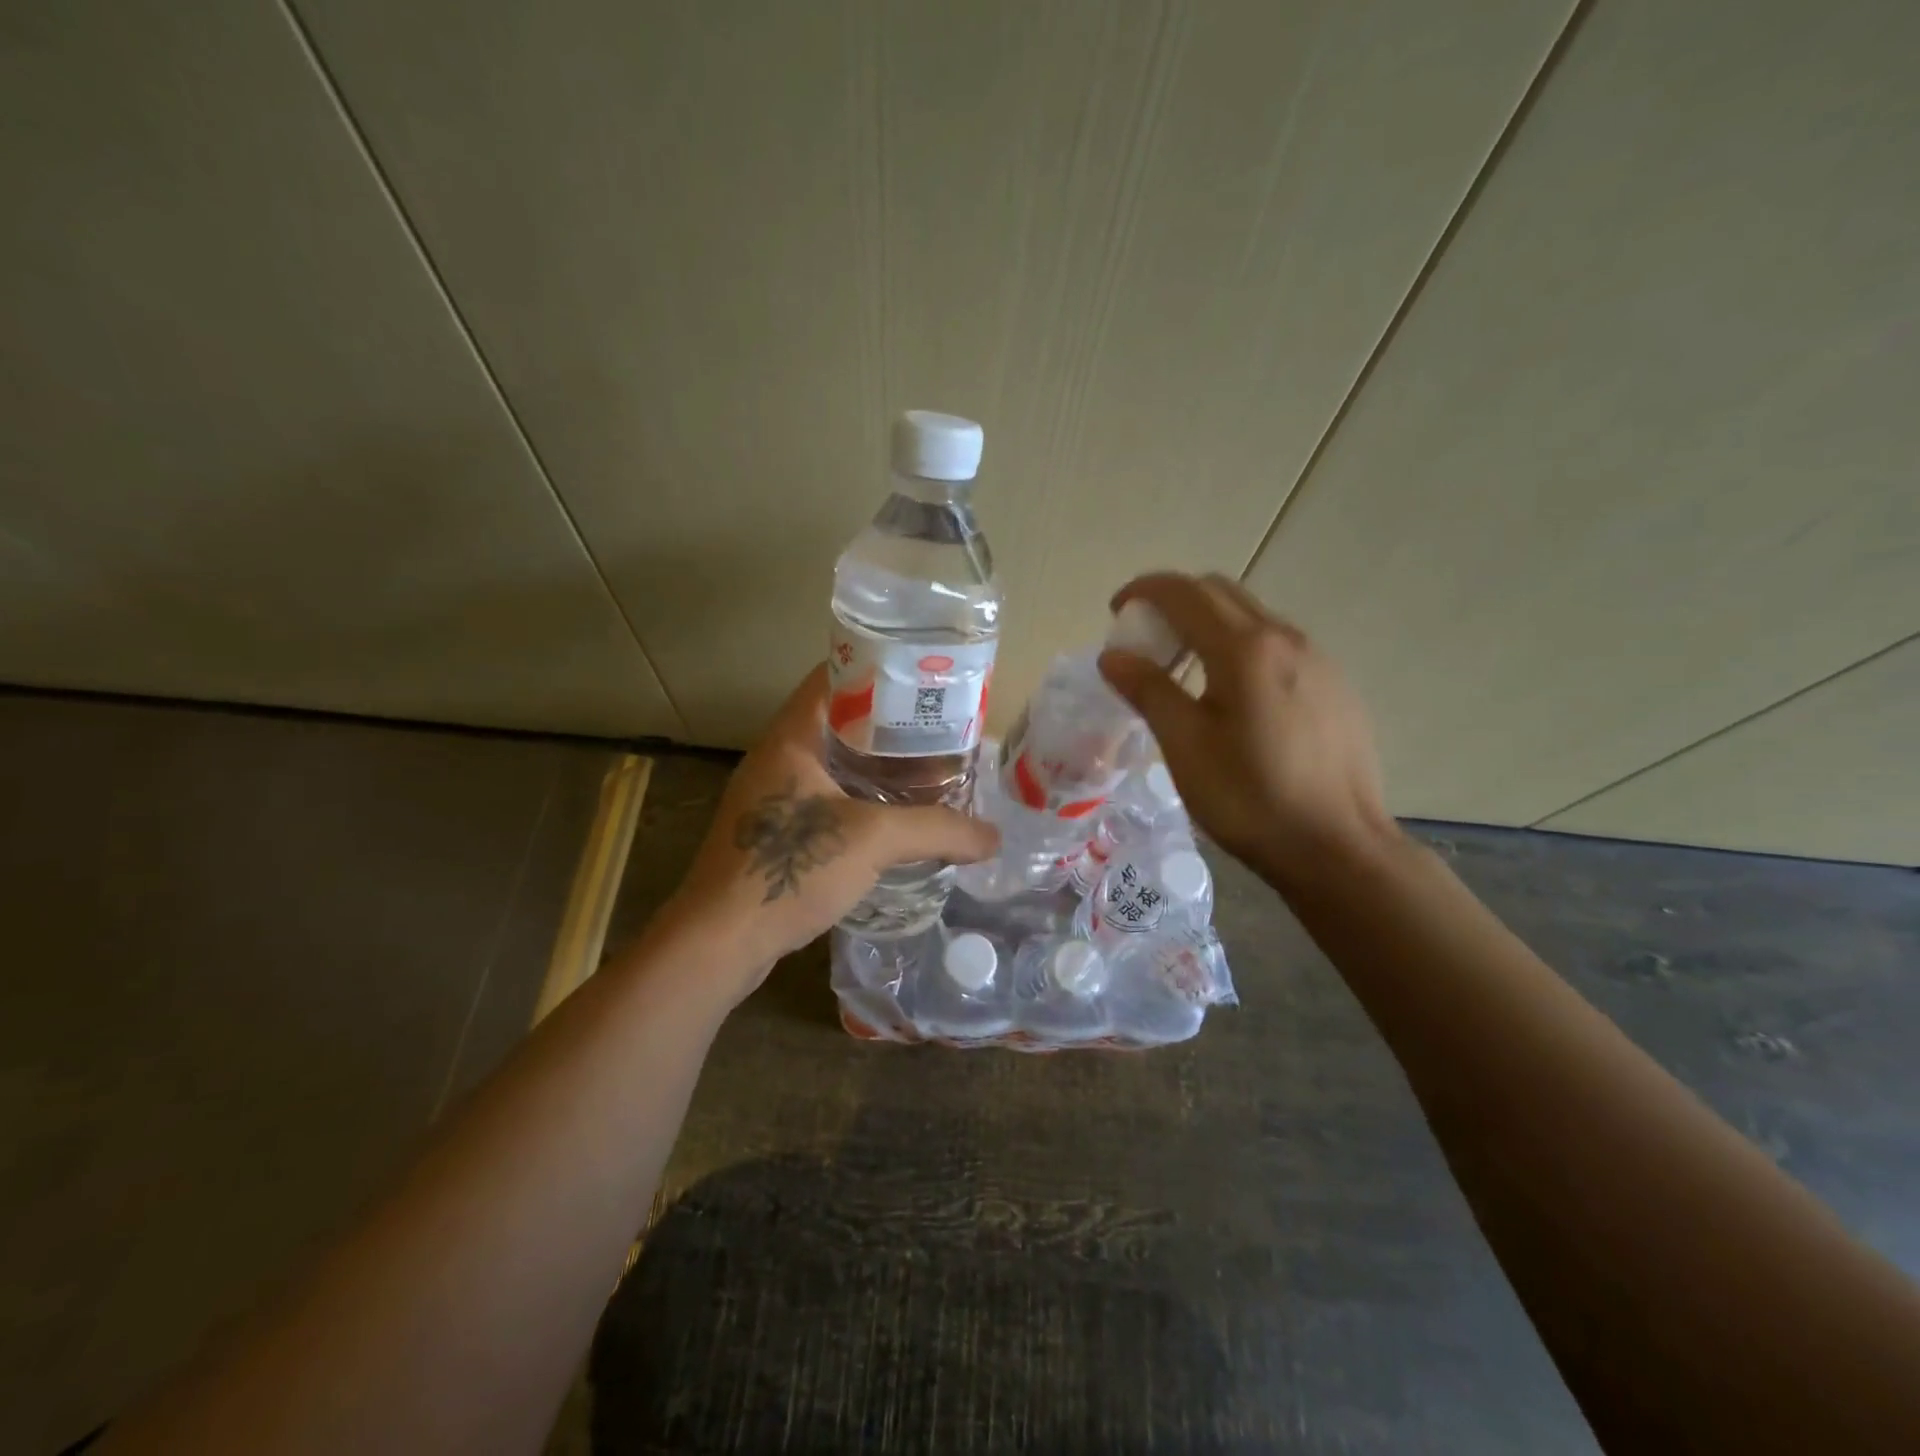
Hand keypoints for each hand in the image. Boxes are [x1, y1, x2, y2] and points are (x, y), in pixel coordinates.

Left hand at [660, 666, 999, 999]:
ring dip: (875, 765)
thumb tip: (993, 837)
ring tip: (927, 770)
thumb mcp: (873, 840)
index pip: (834, 676)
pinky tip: (893, 819)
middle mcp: (777, 758)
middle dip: (889, 723)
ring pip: (833, 764)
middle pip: (838, 720)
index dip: (880, 668)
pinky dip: (860, 800)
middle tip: (939, 729)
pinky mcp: (773, 834)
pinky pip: (825, 800)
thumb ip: (937, 831)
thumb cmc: (789, 869)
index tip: (925, 679)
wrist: (719, 942)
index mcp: (790, 737)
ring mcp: (771, 797)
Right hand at [1098, 572, 1398, 890]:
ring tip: (1185, 669)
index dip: (1144, 590)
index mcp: (1245, 649)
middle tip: (1146, 641)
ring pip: (1253, 617)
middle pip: (1221, 593)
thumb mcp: (1186, 746)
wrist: (1339, 847)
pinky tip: (1233, 695)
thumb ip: (1148, 690)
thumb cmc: (1250, 798)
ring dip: (1209, 624)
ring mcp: (1319, 659)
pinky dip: (1241, 646)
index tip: (1116, 611)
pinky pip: (1278, 644)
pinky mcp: (1336, 685)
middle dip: (1175, 602)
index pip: (1185, 593)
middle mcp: (1286, 638)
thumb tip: (1113, 656)